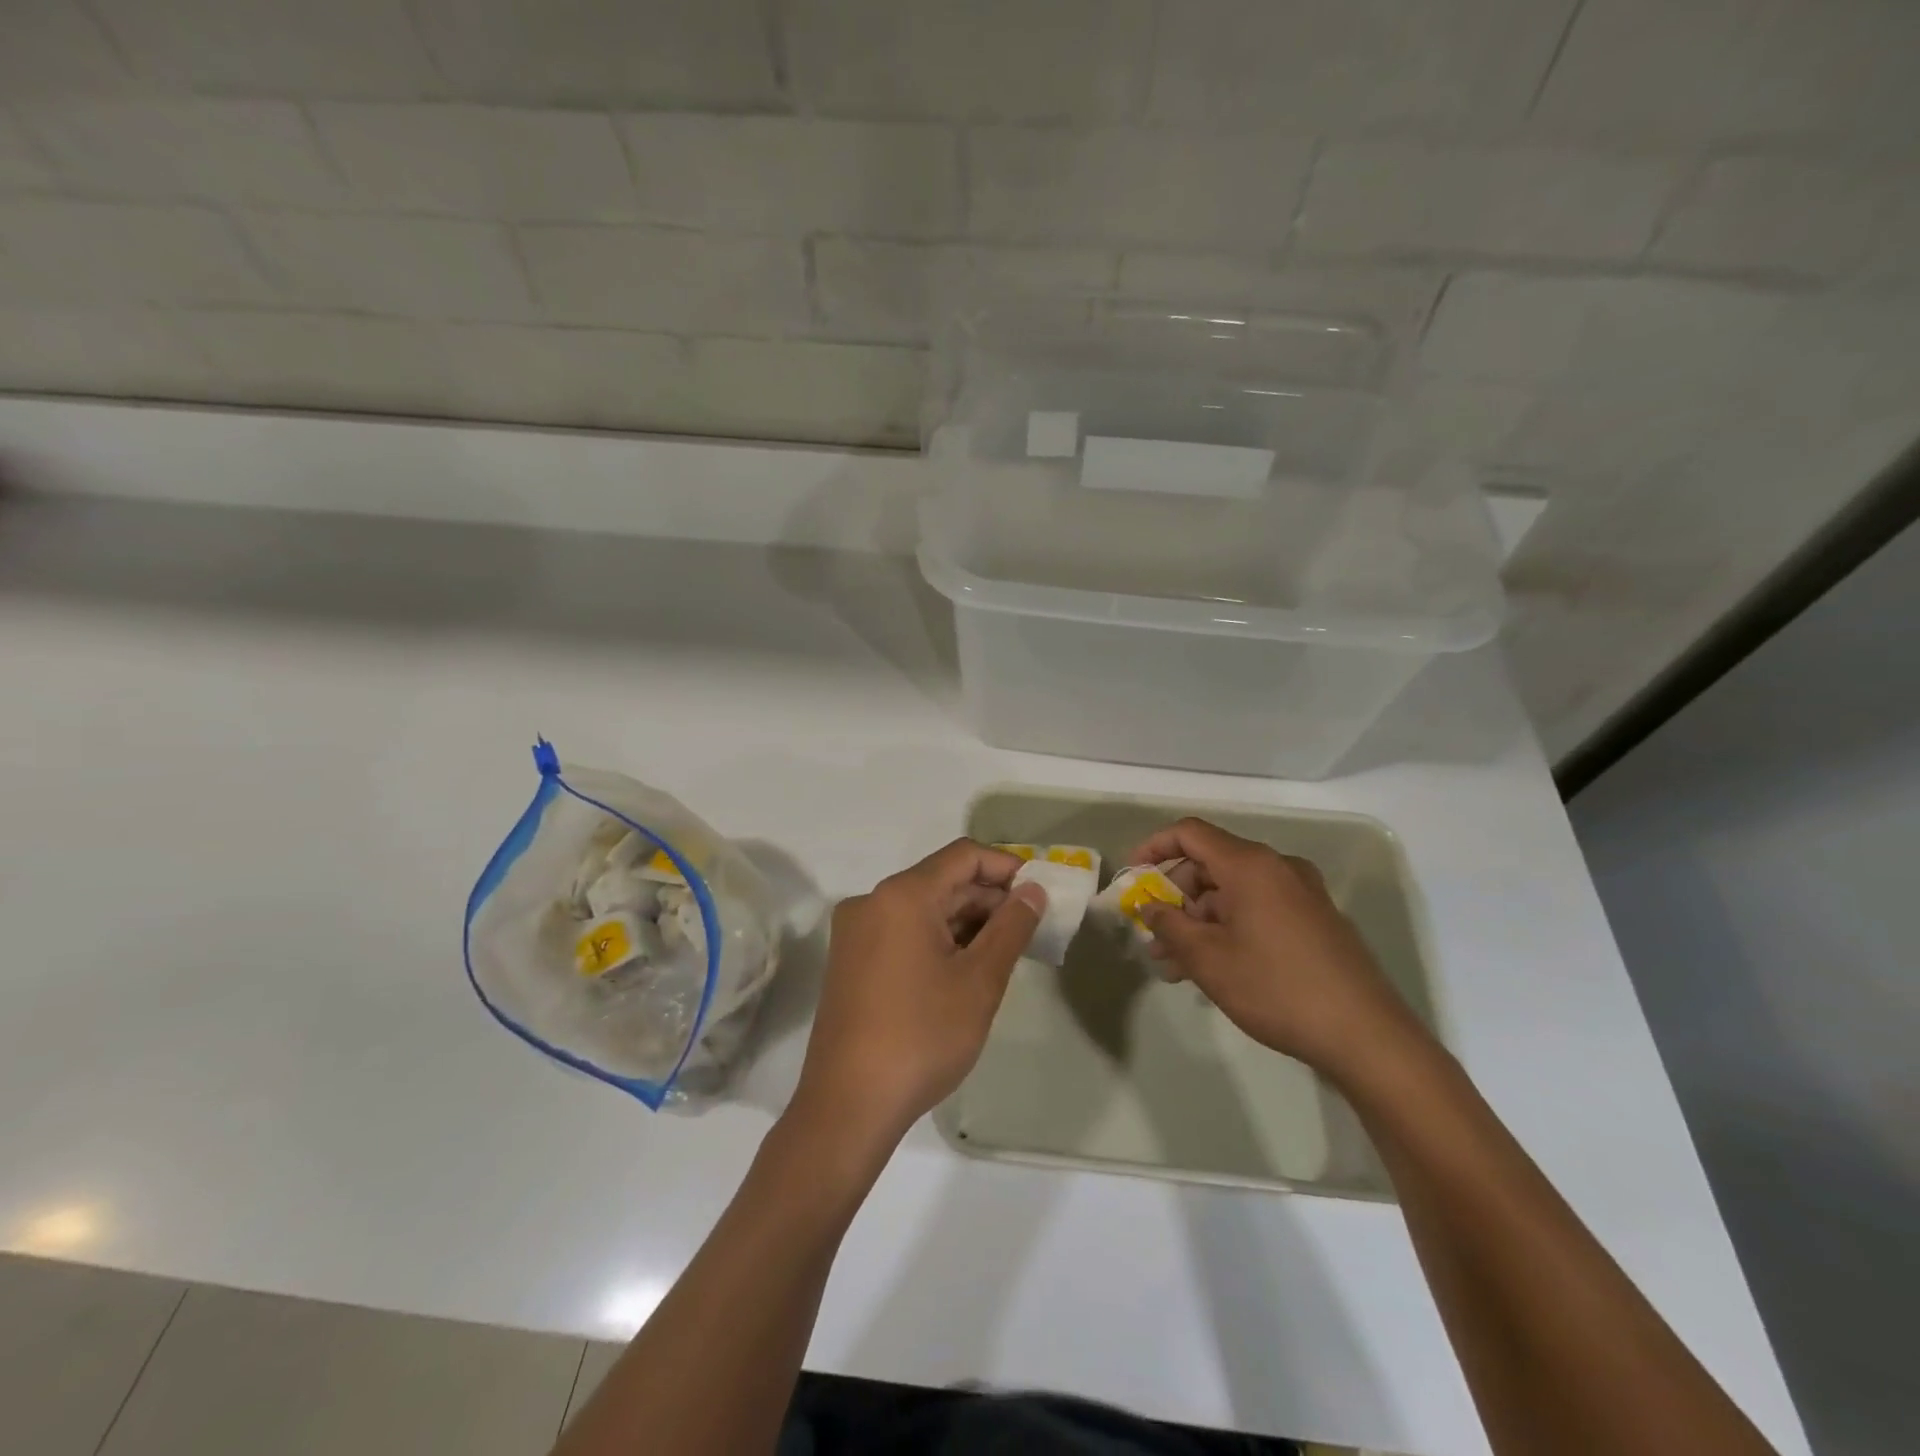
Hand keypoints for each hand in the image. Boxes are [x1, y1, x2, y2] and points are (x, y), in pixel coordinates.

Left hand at [790, 840, 1043, 1155]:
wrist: (848, 1106)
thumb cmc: (922, 1037)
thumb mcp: (979, 982)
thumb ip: (1011, 927)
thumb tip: (1033, 891)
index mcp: (901, 895)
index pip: (964, 856)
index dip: (1006, 867)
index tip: (1039, 892)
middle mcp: (872, 901)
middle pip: (942, 881)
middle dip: (988, 898)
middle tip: (1030, 928)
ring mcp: (856, 932)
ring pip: (923, 908)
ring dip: (966, 921)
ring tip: (1005, 952)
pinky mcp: (851, 960)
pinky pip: (903, 931)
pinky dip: (938, 939)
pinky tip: (966, 967)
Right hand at [1128, 818, 1424, 1083]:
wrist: (1366, 1035)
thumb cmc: (1276, 988)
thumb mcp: (1208, 959)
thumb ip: (1169, 925)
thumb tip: (1149, 905)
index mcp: (1250, 865)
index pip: (1189, 833)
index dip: (1154, 848)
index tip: (1133, 877)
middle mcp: (1277, 867)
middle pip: (1211, 864)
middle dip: (1175, 897)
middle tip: (1154, 936)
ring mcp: (1302, 893)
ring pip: (1234, 892)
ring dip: (1200, 920)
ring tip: (1176, 964)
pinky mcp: (1316, 919)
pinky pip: (1259, 908)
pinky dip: (1230, 927)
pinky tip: (1215, 967)